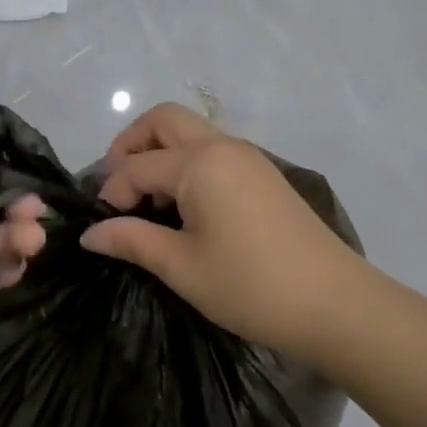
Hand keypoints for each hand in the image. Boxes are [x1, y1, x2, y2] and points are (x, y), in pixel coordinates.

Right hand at [81, 103, 368, 359]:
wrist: (335, 305)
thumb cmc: (250, 286)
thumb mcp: (181, 266)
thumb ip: (131, 240)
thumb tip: (90, 234)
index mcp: (199, 162)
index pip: (136, 166)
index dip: (111, 194)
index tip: (103, 228)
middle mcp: (222, 146)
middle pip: (163, 120)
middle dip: (130, 145)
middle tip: (118, 189)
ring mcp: (248, 158)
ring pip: (190, 132)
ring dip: (159, 154)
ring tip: (149, 203)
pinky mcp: (263, 176)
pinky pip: (212, 151)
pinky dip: (186, 165)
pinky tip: (184, 210)